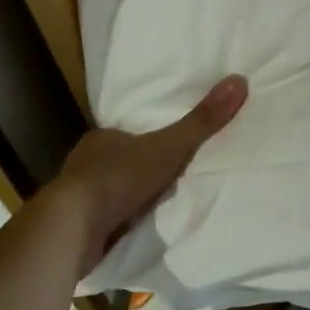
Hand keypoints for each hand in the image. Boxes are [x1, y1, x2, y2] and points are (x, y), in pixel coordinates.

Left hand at [36, 75, 248, 271]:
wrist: (70, 229)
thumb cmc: (118, 178)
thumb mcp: (169, 147)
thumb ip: (202, 121)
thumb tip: (239, 80)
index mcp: (102, 139)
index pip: (128, 134)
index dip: (147, 140)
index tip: (167, 149)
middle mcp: (85, 163)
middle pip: (119, 162)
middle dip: (139, 170)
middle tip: (168, 178)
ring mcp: (76, 197)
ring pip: (109, 192)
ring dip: (127, 199)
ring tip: (156, 206)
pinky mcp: (73, 227)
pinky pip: (103, 220)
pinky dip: (117, 223)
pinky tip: (133, 230)